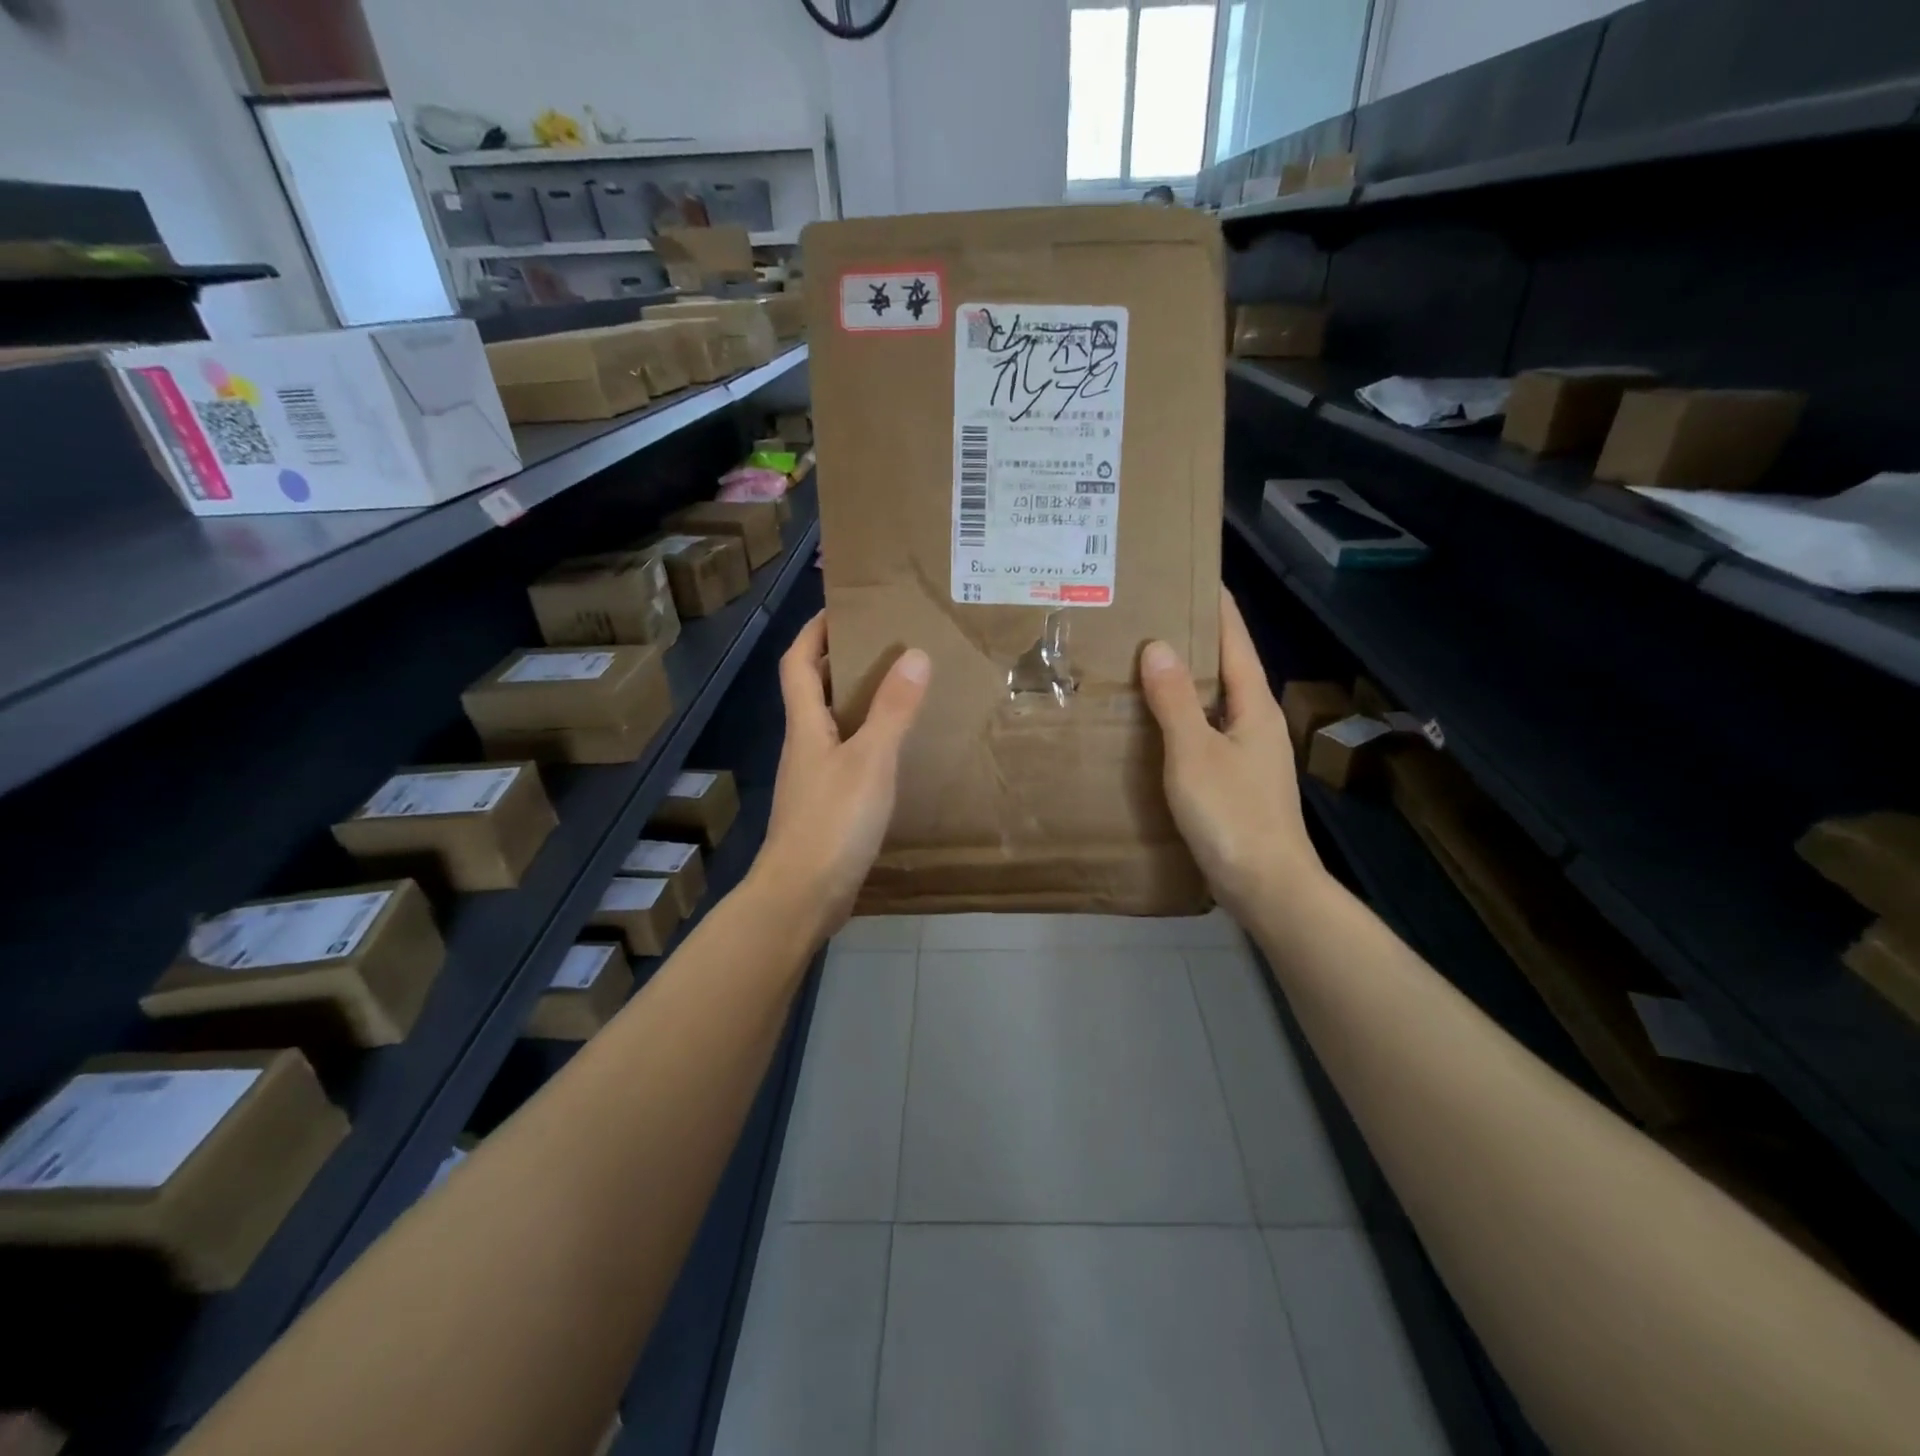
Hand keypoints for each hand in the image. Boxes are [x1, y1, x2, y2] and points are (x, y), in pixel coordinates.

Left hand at [749, 613, 930, 938]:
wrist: (802, 896)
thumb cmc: (833, 822)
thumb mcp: (871, 761)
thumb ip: (893, 710)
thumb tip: (914, 654)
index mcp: (806, 726)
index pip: (799, 662)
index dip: (814, 631)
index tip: (841, 606)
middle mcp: (804, 746)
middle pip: (813, 690)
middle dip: (841, 660)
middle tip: (886, 643)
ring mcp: (813, 779)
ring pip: (832, 725)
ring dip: (858, 702)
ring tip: (900, 690)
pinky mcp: (826, 807)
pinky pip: (847, 758)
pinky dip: (867, 741)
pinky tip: (896, 752)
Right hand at [1139, 589, 1323, 919]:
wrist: (1267, 887)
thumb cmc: (1232, 814)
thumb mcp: (1194, 752)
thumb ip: (1175, 700)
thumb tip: (1159, 645)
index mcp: (1253, 706)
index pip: (1235, 641)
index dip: (1217, 607)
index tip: (1194, 574)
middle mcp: (1257, 722)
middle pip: (1227, 668)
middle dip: (1196, 640)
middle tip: (1153, 616)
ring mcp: (1250, 754)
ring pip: (1215, 702)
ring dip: (1186, 680)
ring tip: (1146, 663)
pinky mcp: (1237, 781)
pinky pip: (1206, 732)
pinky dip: (1183, 717)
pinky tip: (1156, 725)